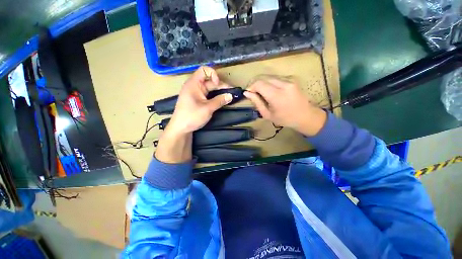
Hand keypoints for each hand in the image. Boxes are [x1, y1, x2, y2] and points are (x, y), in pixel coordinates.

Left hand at [155, 66, 232, 162]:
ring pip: (210, 89)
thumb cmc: (192, 116)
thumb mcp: (207, 108)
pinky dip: (215, 96)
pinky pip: (208, 95)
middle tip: (232, 92)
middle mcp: (194, 86)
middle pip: (209, 81)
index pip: (204, 70)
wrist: (180, 128)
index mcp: (193, 84)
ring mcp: (196, 94)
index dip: (213, 74)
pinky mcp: (197, 100)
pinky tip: (222, 100)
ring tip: (229, 96)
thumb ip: (219, 101)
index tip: (219, 84)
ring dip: (219, 91)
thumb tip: (231, 96)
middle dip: (221, 85)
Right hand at [244, 76, 326, 135]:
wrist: (306, 116)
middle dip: (256, 84)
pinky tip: (270, 91)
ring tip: (262, 93)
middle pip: (263, 78)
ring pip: (269, 77)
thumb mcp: (267, 114)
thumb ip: (257, 102)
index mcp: (276, 95)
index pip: (259, 84)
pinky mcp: (292, 79)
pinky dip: (269, 83)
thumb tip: (246, 93)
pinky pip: (276, 78)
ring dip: (263, 83)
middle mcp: (283, 84)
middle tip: (253, 93)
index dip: (251, 87)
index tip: (249, 94)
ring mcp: (289, 80)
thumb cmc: (285, 119)